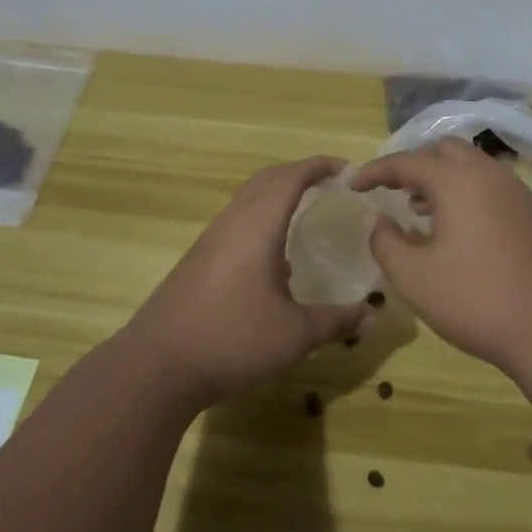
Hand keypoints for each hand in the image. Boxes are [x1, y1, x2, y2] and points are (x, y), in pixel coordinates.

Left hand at [125, 157, 373, 408]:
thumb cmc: (232, 339)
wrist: (158, 365)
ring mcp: (210, 240)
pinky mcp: (197, 260)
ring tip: (304, 210)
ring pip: (247, 199)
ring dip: (276, 193)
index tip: (347, 168)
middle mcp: (232, 222)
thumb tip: (373, 319)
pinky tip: (273, 257)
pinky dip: (260, 217)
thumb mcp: (294, 334)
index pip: (291, 177)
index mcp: (257, 226)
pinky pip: (235, 221)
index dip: (319, 166)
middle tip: (329, 182)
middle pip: (266, 179)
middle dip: (299, 172)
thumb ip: (336, 322)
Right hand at [351, 140, 531, 380]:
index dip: (376, 170)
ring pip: (474, 168)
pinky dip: (468, 194)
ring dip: (444, 179)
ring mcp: (520, 193)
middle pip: (445, 151)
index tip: (354, 184)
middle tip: (394, 190)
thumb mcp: (415, 278)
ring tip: (422, 210)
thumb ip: (386, 243)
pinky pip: (494, 188)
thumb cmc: (478, 300)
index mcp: (457, 181)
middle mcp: (490, 175)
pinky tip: (462, 230)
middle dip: (415, 164)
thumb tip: (378, 220)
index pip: (407, 161)